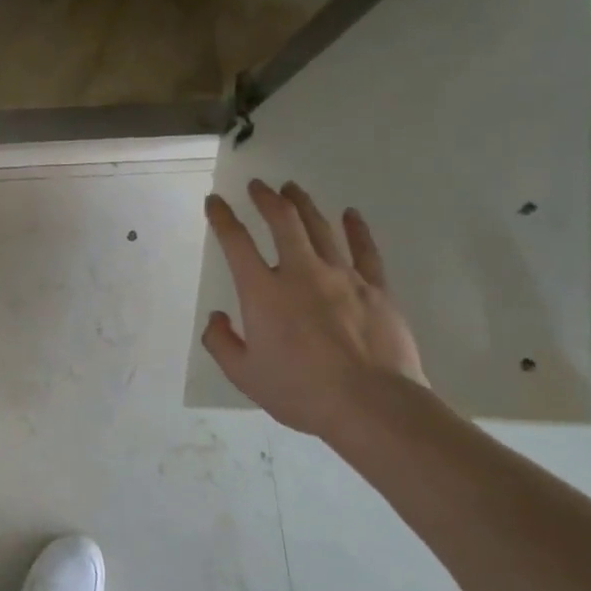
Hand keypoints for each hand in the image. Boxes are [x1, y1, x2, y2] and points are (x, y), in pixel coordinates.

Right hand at [202, 181, 425, 437]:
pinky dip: (356, 229)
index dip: (222, 217)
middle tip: (257, 185)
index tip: (215, 201)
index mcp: (263, 292)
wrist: (372, 405)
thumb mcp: (245, 375)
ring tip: (292, 188)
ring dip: (303, 204)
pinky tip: (350, 214)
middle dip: (266, 199)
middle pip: (282, 222)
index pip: (235, 242)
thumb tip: (217, 318)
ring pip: (320, 228)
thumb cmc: (301, 391)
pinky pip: (365, 250)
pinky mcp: (375, 289)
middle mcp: (300, 273)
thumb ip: (222, 342)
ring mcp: (342, 277)